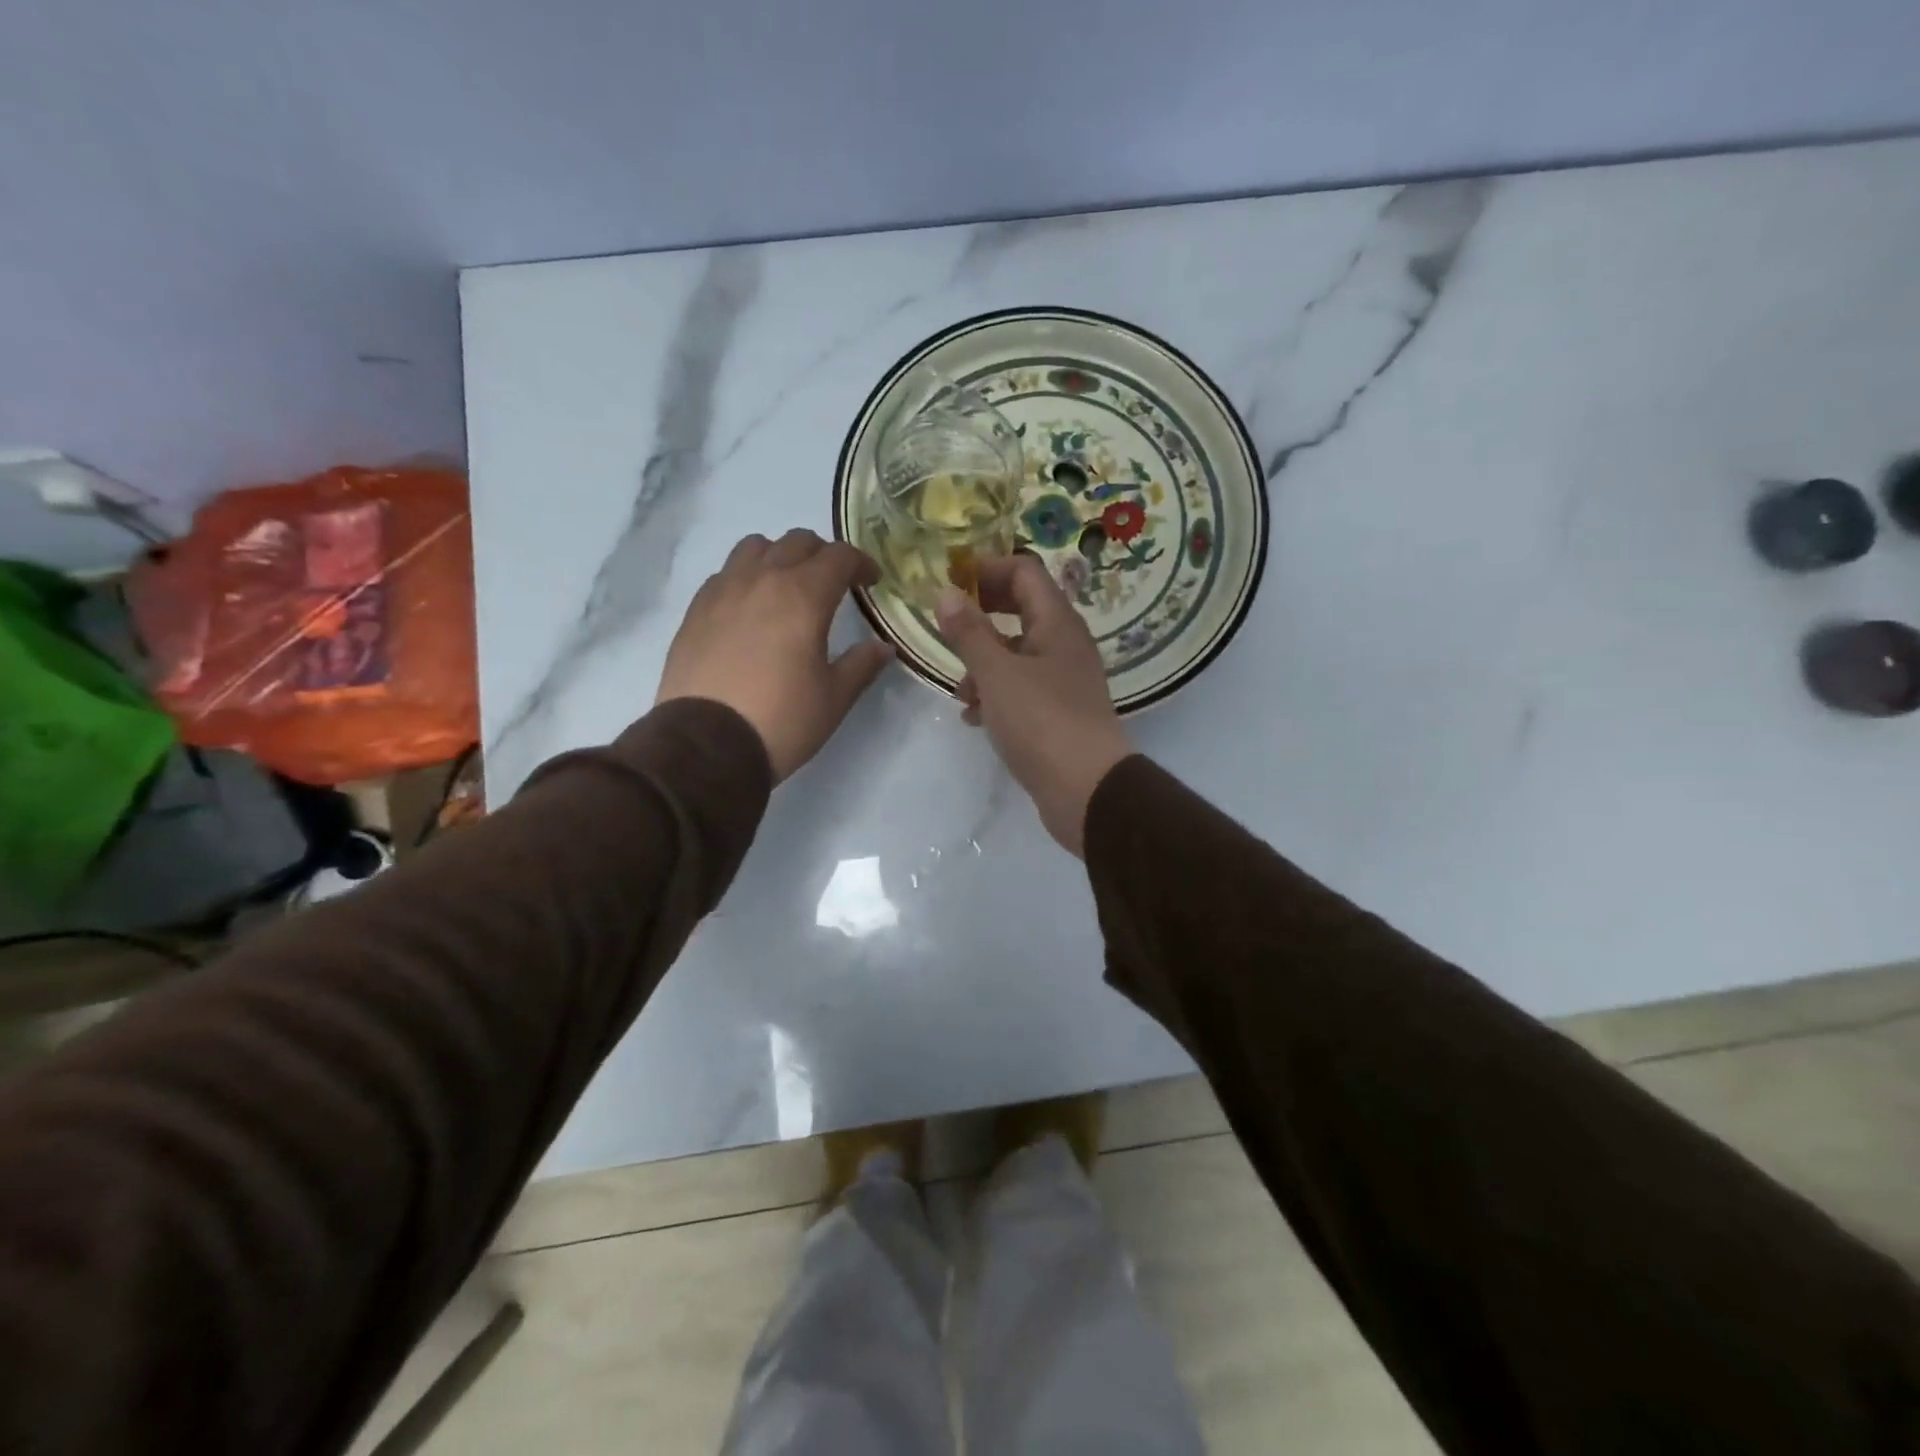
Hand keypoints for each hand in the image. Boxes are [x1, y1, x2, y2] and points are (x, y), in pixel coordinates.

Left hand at [657, 529, 893, 781]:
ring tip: (787, 586)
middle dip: (822, 555)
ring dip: (779, 556)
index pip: (839, 557)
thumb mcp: (834, 698)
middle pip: (797, 542)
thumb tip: (883, 647)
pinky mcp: (695, 610)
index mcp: (803, 596)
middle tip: (834, 583)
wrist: (706, 745)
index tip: (871, 581)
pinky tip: (750, 608)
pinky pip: (725, 573)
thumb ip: (862, 665)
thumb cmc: (782, 720)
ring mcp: (723, 591)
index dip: (861, 563)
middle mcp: (762, 580)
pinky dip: (746, 576)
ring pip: (755, 547)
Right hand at [937, 556, 1134, 855]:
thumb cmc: (1041, 722)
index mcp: (1056, 623)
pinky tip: (975, 718)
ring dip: (983, 664)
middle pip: (1020, 610)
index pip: (1024, 571)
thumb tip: (947, 592)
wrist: (1087, 790)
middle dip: (980, 617)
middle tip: (946, 627)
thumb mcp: (996, 674)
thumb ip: (969, 632)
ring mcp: (1063, 680)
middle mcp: (1064, 644)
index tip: (949, 583)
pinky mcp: (1058, 712)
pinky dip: (996, 695)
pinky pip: (1021, 689)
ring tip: (960, 692)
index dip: (986, 569)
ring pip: (1016, 654)